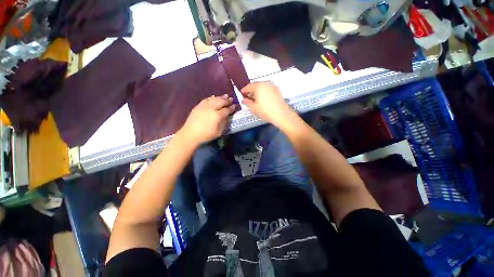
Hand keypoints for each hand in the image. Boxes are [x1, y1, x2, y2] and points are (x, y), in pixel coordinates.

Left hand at [179, 94, 235, 144]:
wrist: (191, 134)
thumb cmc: (206, 135)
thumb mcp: (219, 131)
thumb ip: (224, 122)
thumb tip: (226, 116)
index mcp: (217, 115)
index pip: (227, 109)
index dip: (231, 108)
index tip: (235, 106)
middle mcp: (211, 108)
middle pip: (221, 102)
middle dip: (227, 100)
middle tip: (231, 99)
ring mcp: (204, 106)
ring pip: (214, 99)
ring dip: (220, 97)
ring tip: (225, 96)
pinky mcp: (198, 106)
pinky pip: (206, 99)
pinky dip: (211, 98)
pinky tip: (214, 97)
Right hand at [241, 82, 294, 127]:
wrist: (281, 114)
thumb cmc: (265, 111)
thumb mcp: (254, 108)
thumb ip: (247, 103)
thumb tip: (244, 100)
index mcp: (259, 86)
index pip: (249, 86)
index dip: (244, 90)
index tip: (241, 93)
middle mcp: (266, 83)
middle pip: (256, 85)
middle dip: (251, 90)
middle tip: (247, 96)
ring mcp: (272, 86)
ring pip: (262, 86)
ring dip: (257, 91)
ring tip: (254, 98)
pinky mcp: (277, 90)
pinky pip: (267, 89)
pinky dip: (263, 92)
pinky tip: (262, 98)